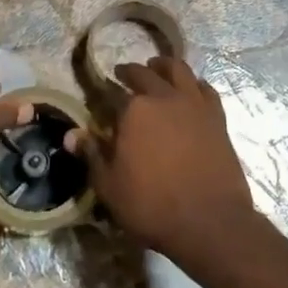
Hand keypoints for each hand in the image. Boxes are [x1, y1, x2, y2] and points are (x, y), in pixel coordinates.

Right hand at [64, 55, 260, 259]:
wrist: (210, 222)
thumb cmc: (152, 206)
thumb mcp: (109, 186)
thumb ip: (92, 155)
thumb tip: (70, 134)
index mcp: (134, 109)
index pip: (114, 93)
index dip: (106, 94)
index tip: (101, 97)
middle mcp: (164, 97)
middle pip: (145, 73)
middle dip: (131, 71)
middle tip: (123, 74)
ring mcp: (194, 104)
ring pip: (179, 69)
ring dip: (164, 65)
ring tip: (157, 67)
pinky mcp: (217, 117)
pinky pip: (206, 89)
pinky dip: (194, 83)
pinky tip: (191, 89)